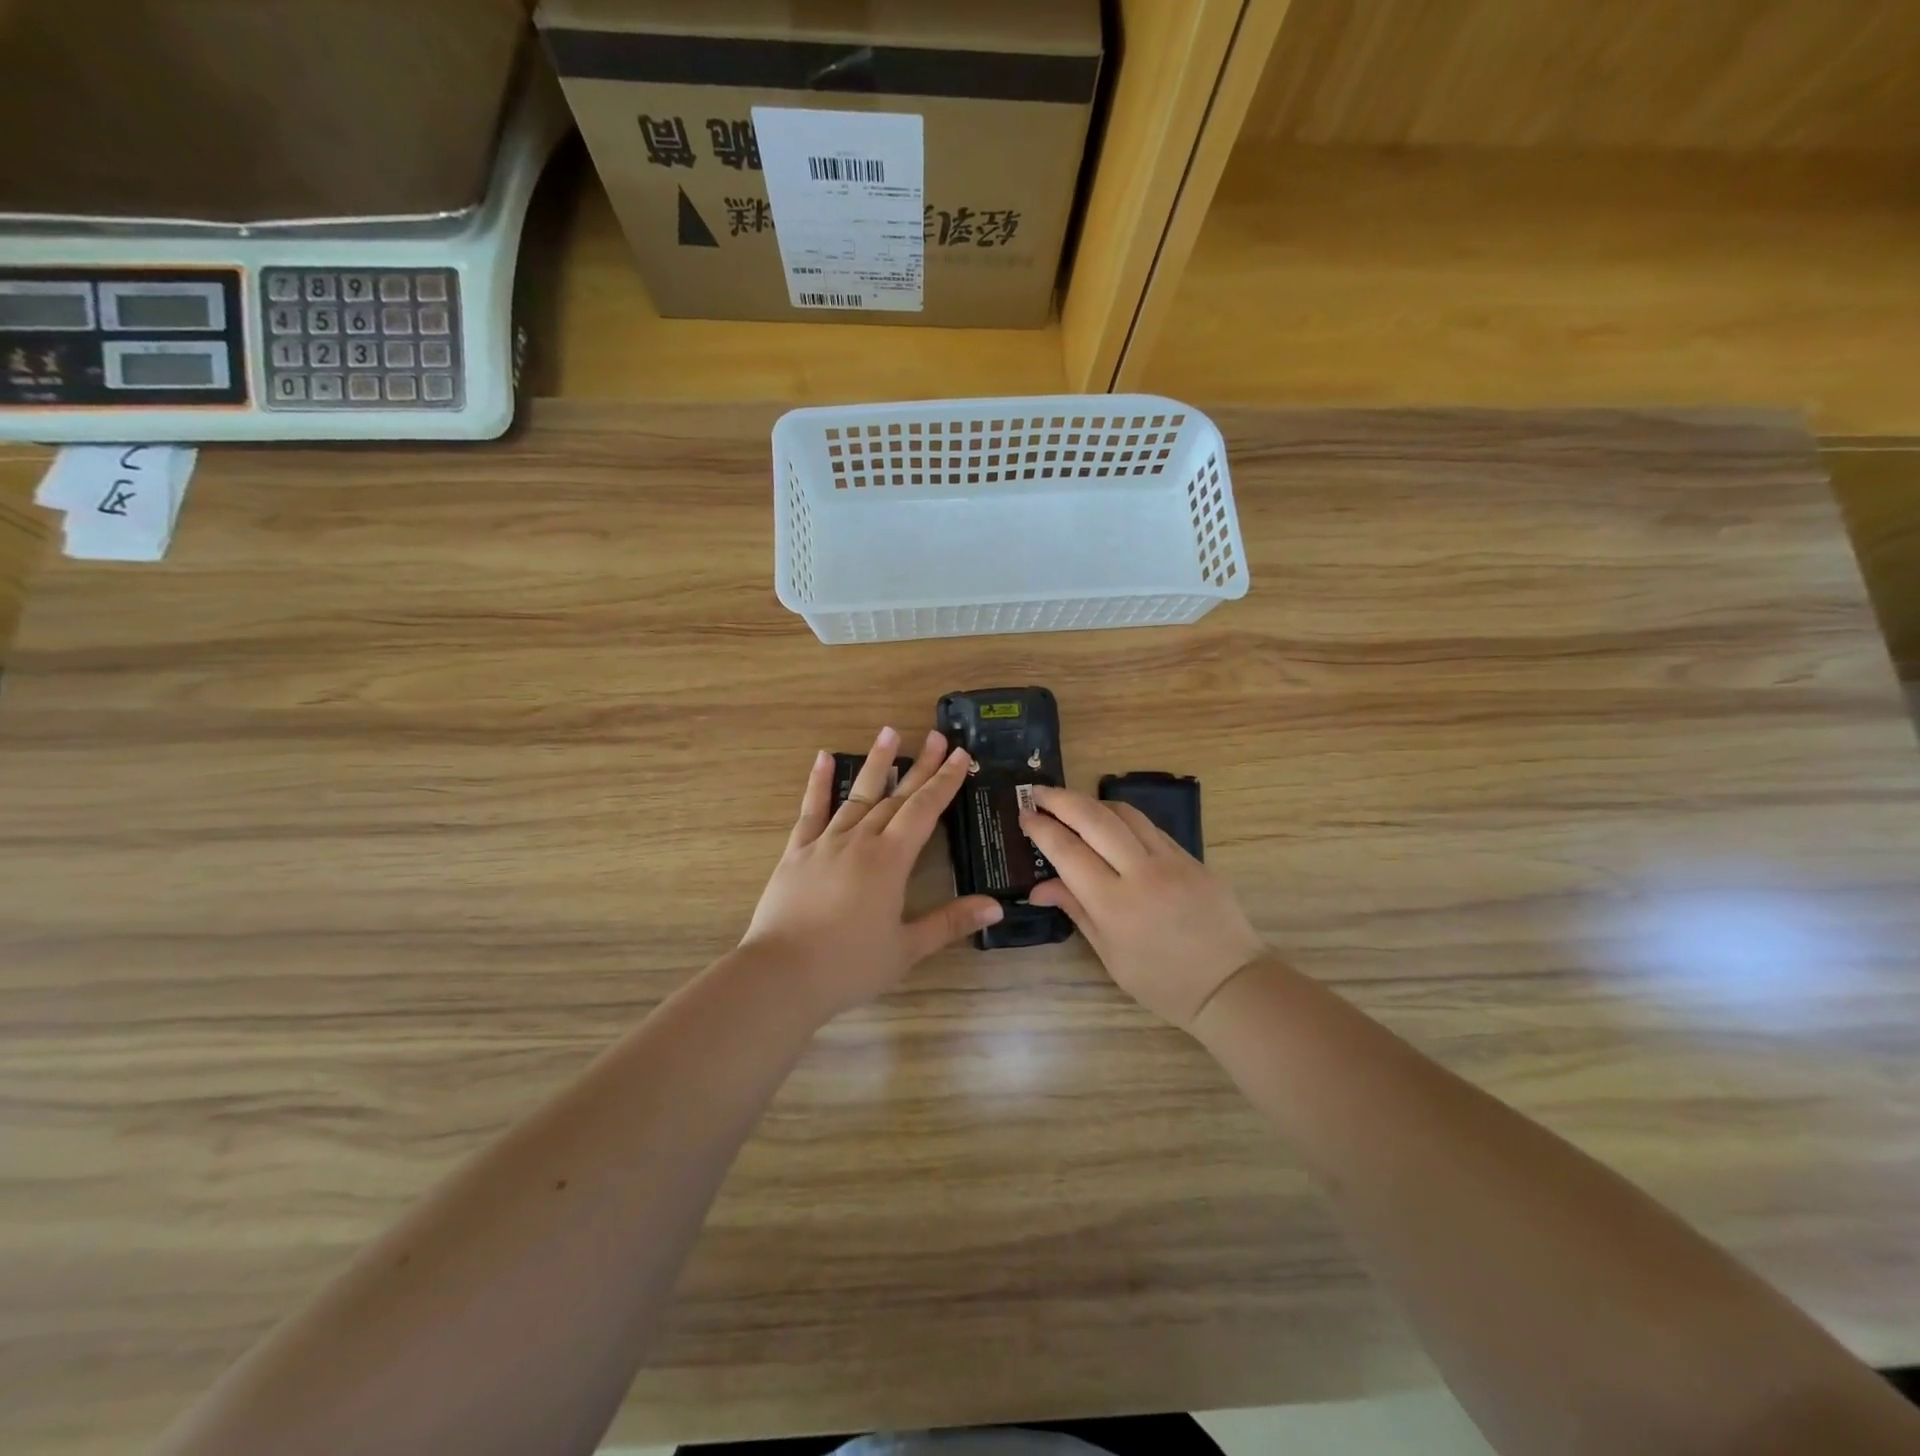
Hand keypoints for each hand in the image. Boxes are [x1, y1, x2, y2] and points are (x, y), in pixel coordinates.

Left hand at [740, 727, 1004, 1019]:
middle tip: (937, 736)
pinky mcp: (796, 852)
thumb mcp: (907, 948)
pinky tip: (824, 758)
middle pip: (896, 796)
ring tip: (890, 733)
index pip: (924, 810)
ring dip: (877, 764)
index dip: (944, 782)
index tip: (959, 755)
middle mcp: (860, 841)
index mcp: (890, 860)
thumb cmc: (849, 965)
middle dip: (920, 766)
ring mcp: (825, 843)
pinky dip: (818, 784)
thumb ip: (950, 923)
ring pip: (857, 795)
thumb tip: (996, 908)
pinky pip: (811, 811)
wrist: (781, 975)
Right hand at [1022, 787, 1266, 1030]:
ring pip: (1124, 813)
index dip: (1042, 829)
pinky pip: (1149, 827)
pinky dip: (1122, 818)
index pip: (1068, 851)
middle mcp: (1141, 872)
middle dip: (1060, 799)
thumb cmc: (1163, 982)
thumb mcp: (1110, 955)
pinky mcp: (1191, 857)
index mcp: (1114, 904)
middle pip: (1094, 819)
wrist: (1231, 984)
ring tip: (1070, 803)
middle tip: (1037, 793)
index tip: (1024, 816)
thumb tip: (1039, 888)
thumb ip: (1075, 910)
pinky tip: (1110, 823)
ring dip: (1092, 802)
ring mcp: (1171, 860)